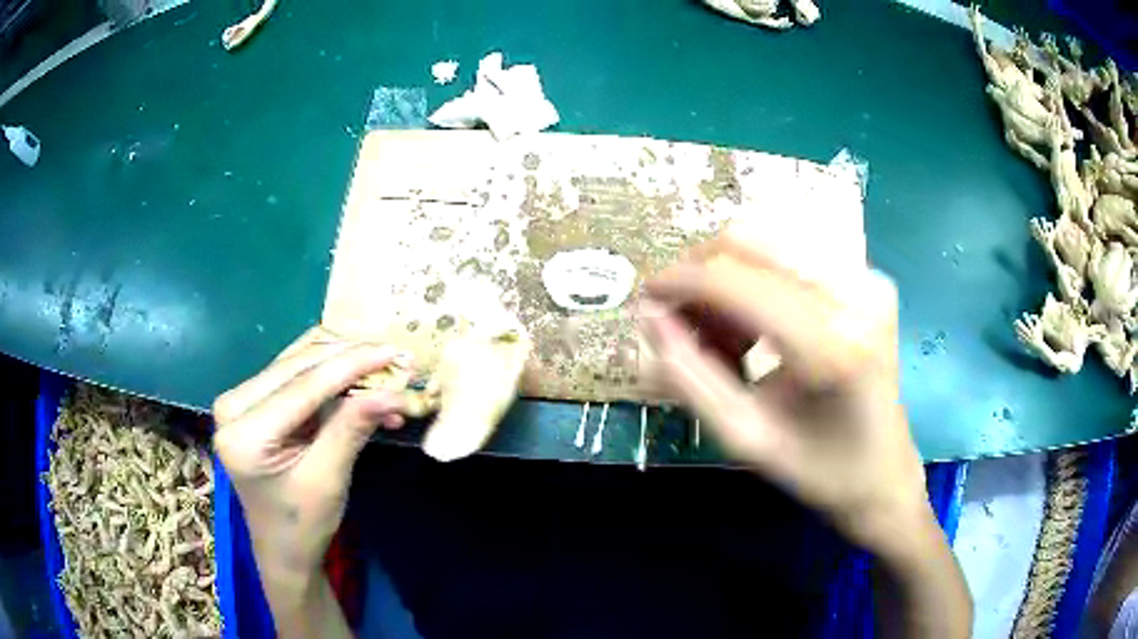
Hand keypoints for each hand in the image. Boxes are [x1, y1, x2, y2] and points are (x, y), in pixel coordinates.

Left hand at [212, 327, 407, 576]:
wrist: (282, 548)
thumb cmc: (303, 524)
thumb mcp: (329, 479)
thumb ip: (353, 428)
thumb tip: (394, 391)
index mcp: (243, 433)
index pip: (302, 387)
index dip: (351, 365)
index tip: (394, 350)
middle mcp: (233, 404)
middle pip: (298, 366)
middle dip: (350, 360)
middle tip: (396, 359)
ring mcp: (239, 399)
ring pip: (298, 362)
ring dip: (342, 362)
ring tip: (383, 370)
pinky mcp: (251, 400)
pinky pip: (294, 373)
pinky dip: (330, 374)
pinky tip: (359, 379)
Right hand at [640, 230, 928, 550]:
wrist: (885, 473)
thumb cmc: (818, 469)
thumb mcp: (744, 437)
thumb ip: (689, 376)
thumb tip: (649, 316)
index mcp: (832, 346)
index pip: (736, 281)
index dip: (680, 282)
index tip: (645, 300)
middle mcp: (855, 295)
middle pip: (750, 240)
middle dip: (701, 274)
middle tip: (682, 322)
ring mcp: (867, 280)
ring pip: (768, 241)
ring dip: (729, 278)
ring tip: (723, 335)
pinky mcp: (869, 279)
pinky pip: (792, 255)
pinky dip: (758, 282)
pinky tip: (756, 328)